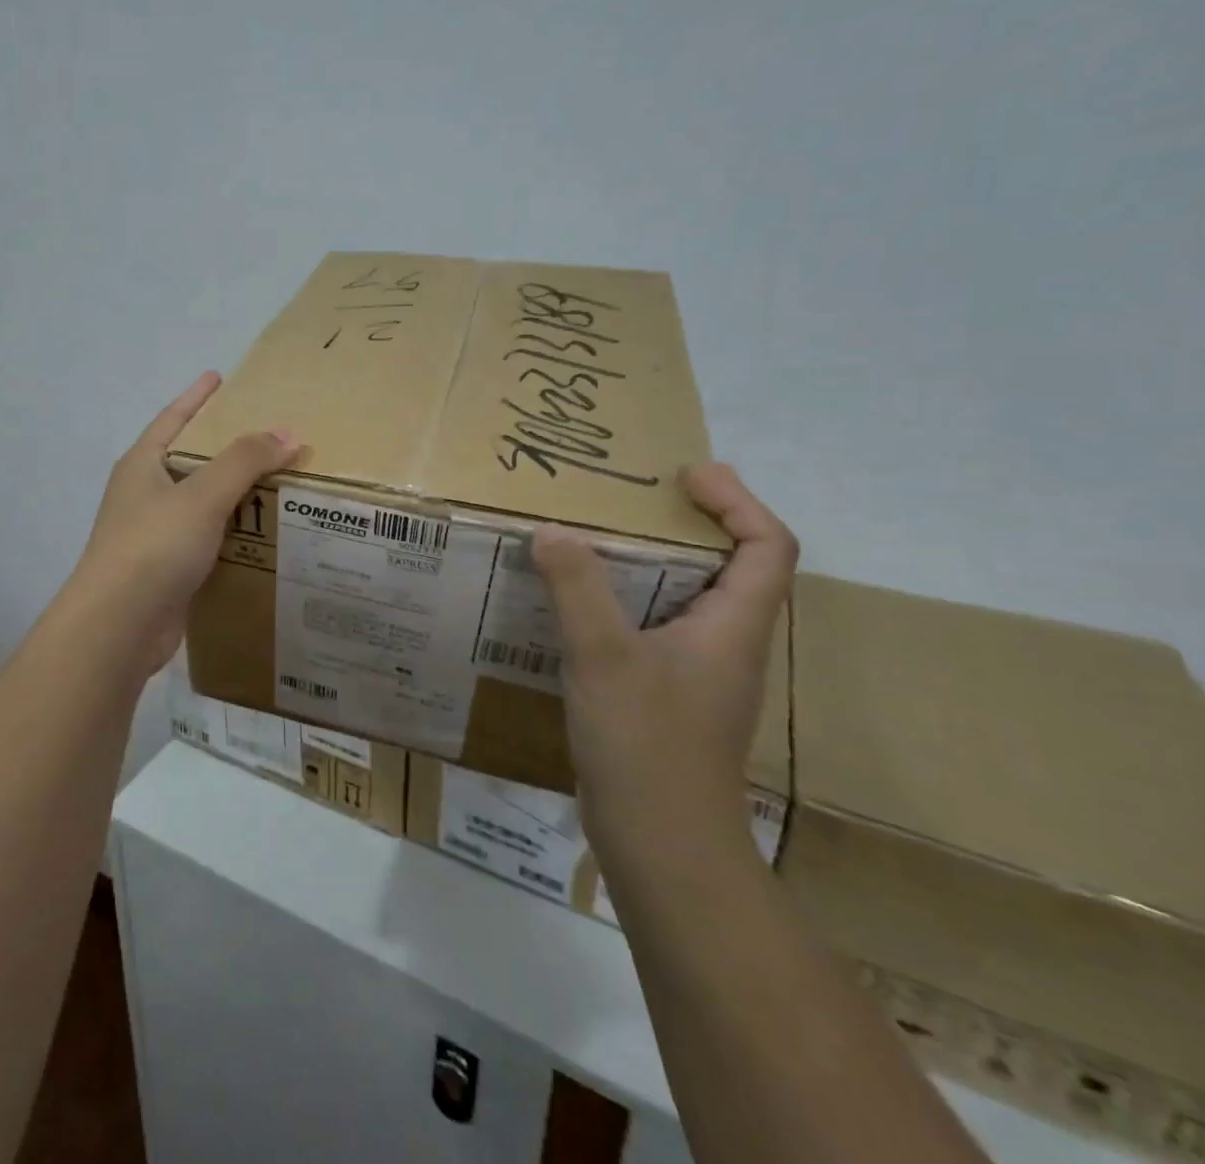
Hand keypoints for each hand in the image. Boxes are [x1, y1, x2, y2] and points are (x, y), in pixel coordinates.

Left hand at [68, 372, 301, 682]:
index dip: (196, 397)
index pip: (172, 418)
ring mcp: (153, 535)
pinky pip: (207, 540)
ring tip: (277, 482)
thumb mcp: (202, 495)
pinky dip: (233, 533)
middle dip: (224, 447)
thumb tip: (288, 433)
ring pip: (201, 503)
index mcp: (142, 465)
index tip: (218, 376)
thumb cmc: (153, 547)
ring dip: (234, 494)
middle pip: (189, 459)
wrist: (117, 628)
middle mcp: (144, 495)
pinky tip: (263, 535)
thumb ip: (244, 461)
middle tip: (266, 434)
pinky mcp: (167, 570)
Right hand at [530, 463, 797, 865]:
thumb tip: (552, 531)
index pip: (767, 546)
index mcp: (733, 627)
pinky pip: (655, 629)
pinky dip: (627, 602)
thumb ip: (577, 586)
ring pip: (689, 599)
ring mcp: (699, 674)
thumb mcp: (603, 654)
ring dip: (654, 563)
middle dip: (690, 523)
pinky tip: (578, 607)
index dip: (738, 501)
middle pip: (731, 567)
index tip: (686, 476)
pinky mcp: (668, 697)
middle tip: (632, 499)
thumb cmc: (646, 743)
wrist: (661, 845)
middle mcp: (727, 644)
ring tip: (597, 541)